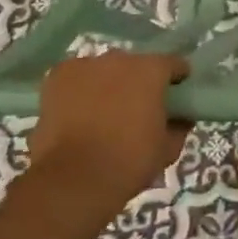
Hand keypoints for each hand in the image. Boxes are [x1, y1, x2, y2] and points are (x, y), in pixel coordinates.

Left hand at [14, 52, 191, 238]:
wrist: (73, 180)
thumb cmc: (129, 162)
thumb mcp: (168, 149)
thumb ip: (179, 126)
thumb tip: (180, 118)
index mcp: (151, 70)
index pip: (173, 64)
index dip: (177, 80)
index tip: (176, 98)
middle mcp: (119, 59)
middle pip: (136, 65)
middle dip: (140, 81)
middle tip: (139, 108)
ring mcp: (85, 65)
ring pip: (105, 70)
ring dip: (109, 83)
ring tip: (105, 112)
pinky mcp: (57, 77)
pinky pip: (78, 77)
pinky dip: (81, 89)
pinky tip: (80, 111)